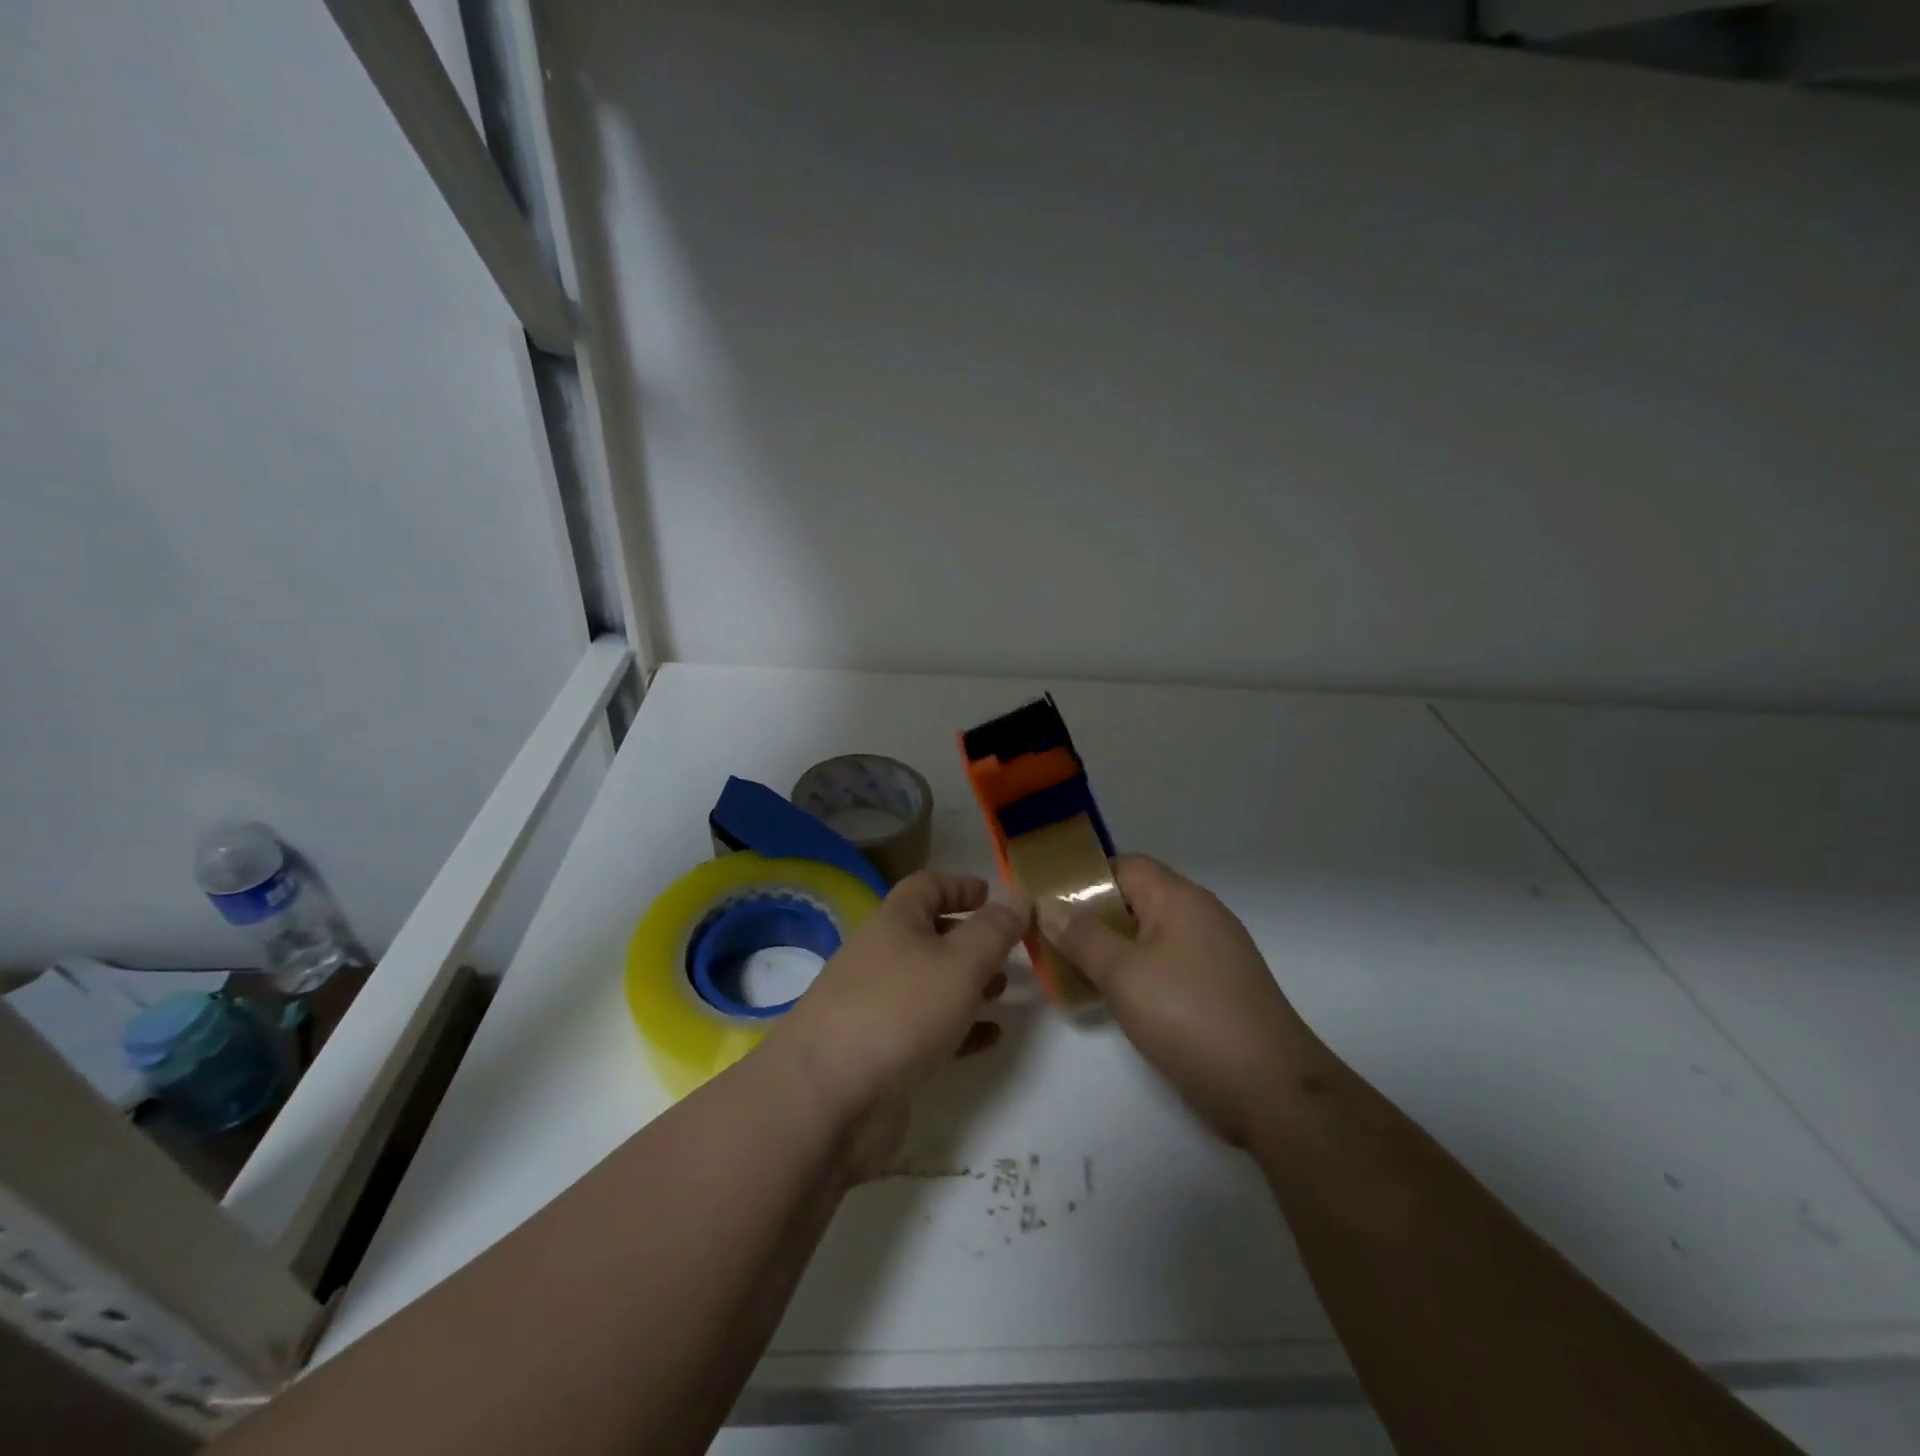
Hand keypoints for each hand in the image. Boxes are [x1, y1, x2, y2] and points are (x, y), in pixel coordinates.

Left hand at [768, 872, 1027, 1169]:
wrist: (829, 1094)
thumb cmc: (901, 1009)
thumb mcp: (961, 962)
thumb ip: (994, 930)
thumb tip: (1017, 898)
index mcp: (895, 921)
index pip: (928, 886)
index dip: (961, 885)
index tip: (993, 895)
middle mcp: (882, 955)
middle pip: (929, 934)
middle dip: (970, 938)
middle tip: (1010, 948)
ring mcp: (877, 1004)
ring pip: (930, 982)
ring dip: (967, 982)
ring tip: (1004, 989)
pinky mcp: (880, 1050)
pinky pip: (927, 1027)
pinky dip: (959, 1026)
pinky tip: (989, 1037)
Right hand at [1039, 855, 1317, 1145]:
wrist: (1271, 1090)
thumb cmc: (1190, 1016)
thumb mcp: (1124, 974)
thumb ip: (1082, 936)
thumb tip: (1047, 904)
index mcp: (1179, 899)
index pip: (1124, 865)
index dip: (1083, 877)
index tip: (1045, 900)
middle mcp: (1198, 916)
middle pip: (1134, 900)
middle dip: (1090, 917)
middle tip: (1048, 939)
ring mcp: (1211, 954)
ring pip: (1147, 936)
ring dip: (1109, 949)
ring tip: (1067, 969)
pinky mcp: (1215, 989)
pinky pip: (1163, 966)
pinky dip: (1133, 973)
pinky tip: (1109, 998)